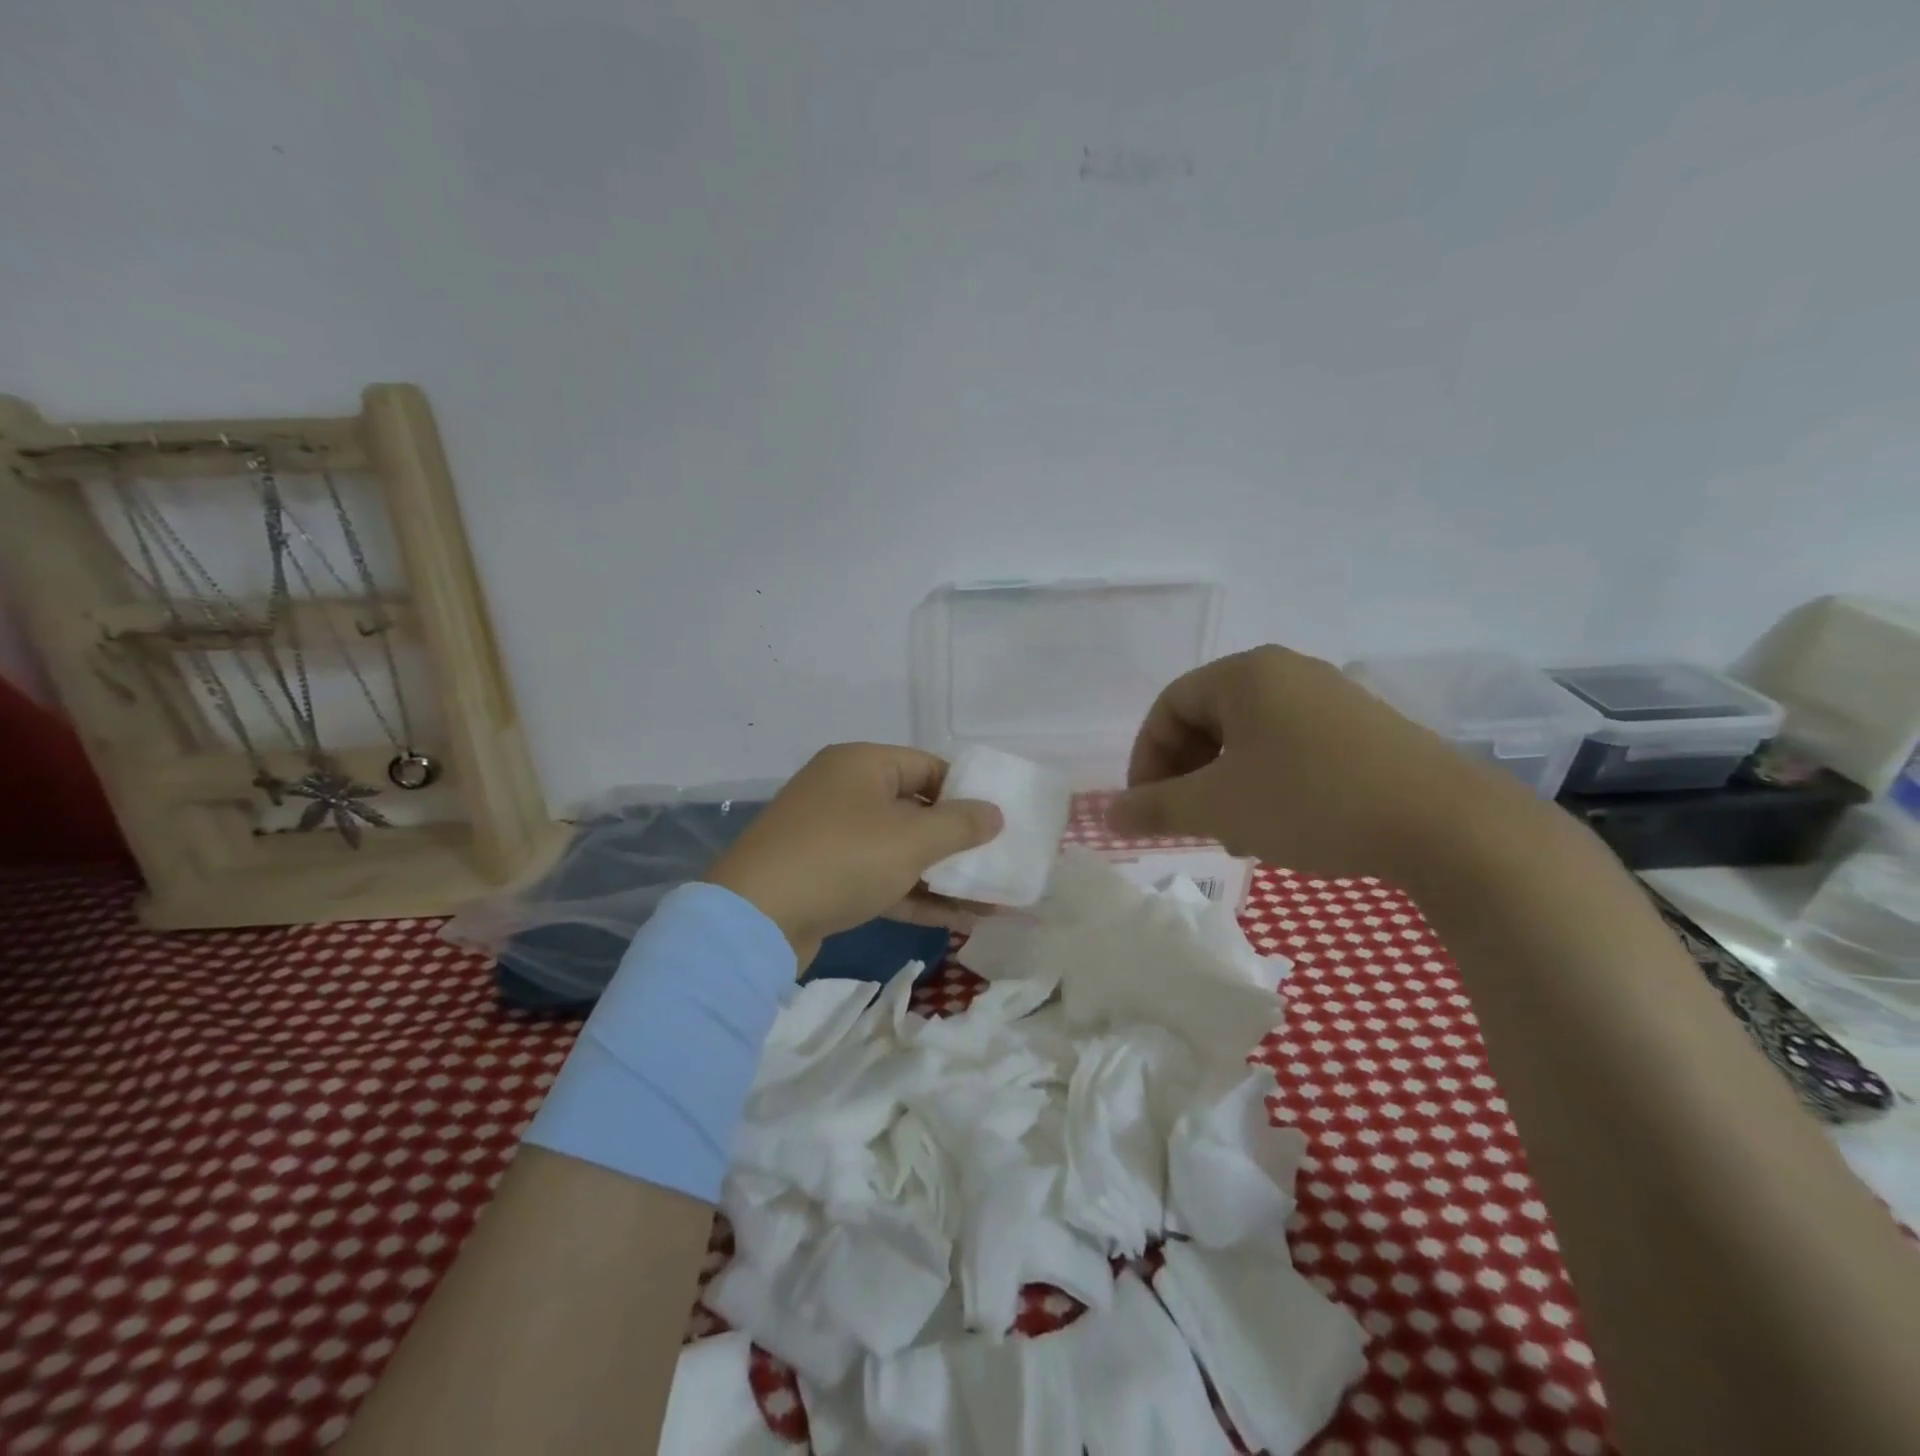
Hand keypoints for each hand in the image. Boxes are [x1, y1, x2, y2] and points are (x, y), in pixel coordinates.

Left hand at [704, 743, 1003, 967]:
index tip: (997, 822)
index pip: (928, 766)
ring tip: (989, 898)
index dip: (966, 792)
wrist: (756, 918)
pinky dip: (915, 894)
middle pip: (915, 809)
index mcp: (861, 764)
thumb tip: (995, 813)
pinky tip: (957, 920)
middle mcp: (844, 792)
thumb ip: (960, 824)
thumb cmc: (843, 858)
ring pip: (899, 850)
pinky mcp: (824, 877)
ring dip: (942, 874)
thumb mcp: (912, 839)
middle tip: (997, 861)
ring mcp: (831, 836)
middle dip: (958, 840)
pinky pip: (880, 877)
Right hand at [1108, 645, 1547, 882]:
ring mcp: (1330, 697)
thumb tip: (1105, 816)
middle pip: (1208, 719)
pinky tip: (1279, 825)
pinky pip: (1289, 746)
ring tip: (1232, 832)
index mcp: (1245, 674)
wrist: (1445, 825)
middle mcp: (1286, 672)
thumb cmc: (1311, 801)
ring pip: (1248, 738)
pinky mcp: (1363, 728)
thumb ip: (1153, 808)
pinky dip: (1266, 782)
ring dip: (1224, 784)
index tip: (1148, 806)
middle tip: (1188, 821)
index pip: (1168, 706)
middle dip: (1187, 774)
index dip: (1146, 757)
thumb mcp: (1217, 808)